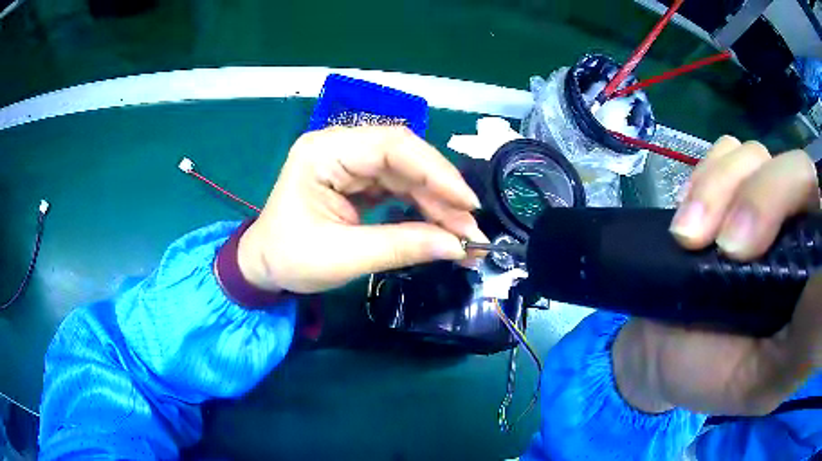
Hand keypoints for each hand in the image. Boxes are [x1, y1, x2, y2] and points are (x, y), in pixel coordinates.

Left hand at [235, 126, 486, 293]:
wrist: (263, 266)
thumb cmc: (289, 259)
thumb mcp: (343, 257)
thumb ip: (402, 247)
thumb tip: (458, 246)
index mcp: (324, 152)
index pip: (392, 146)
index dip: (436, 171)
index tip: (468, 204)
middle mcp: (339, 146)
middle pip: (405, 157)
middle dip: (442, 192)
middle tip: (470, 229)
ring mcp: (350, 161)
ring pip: (408, 172)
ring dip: (437, 202)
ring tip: (462, 235)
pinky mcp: (358, 179)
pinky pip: (399, 186)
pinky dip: (423, 207)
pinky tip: (440, 226)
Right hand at [613, 136, 821, 414]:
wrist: (666, 356)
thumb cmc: (717, 378)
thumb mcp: (765, 381)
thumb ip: (804, 346)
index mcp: (810, 272)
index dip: (798, 204)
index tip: (756, 251)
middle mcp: (795, 226)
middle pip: (797, 168)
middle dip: (762, 197)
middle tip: (726, 249)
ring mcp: (761, 203)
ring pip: (756, 154)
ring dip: (718, 188)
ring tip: (688, 239)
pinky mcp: (726, 192)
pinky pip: (723, 152)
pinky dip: (703, 176)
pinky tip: (687, 217)